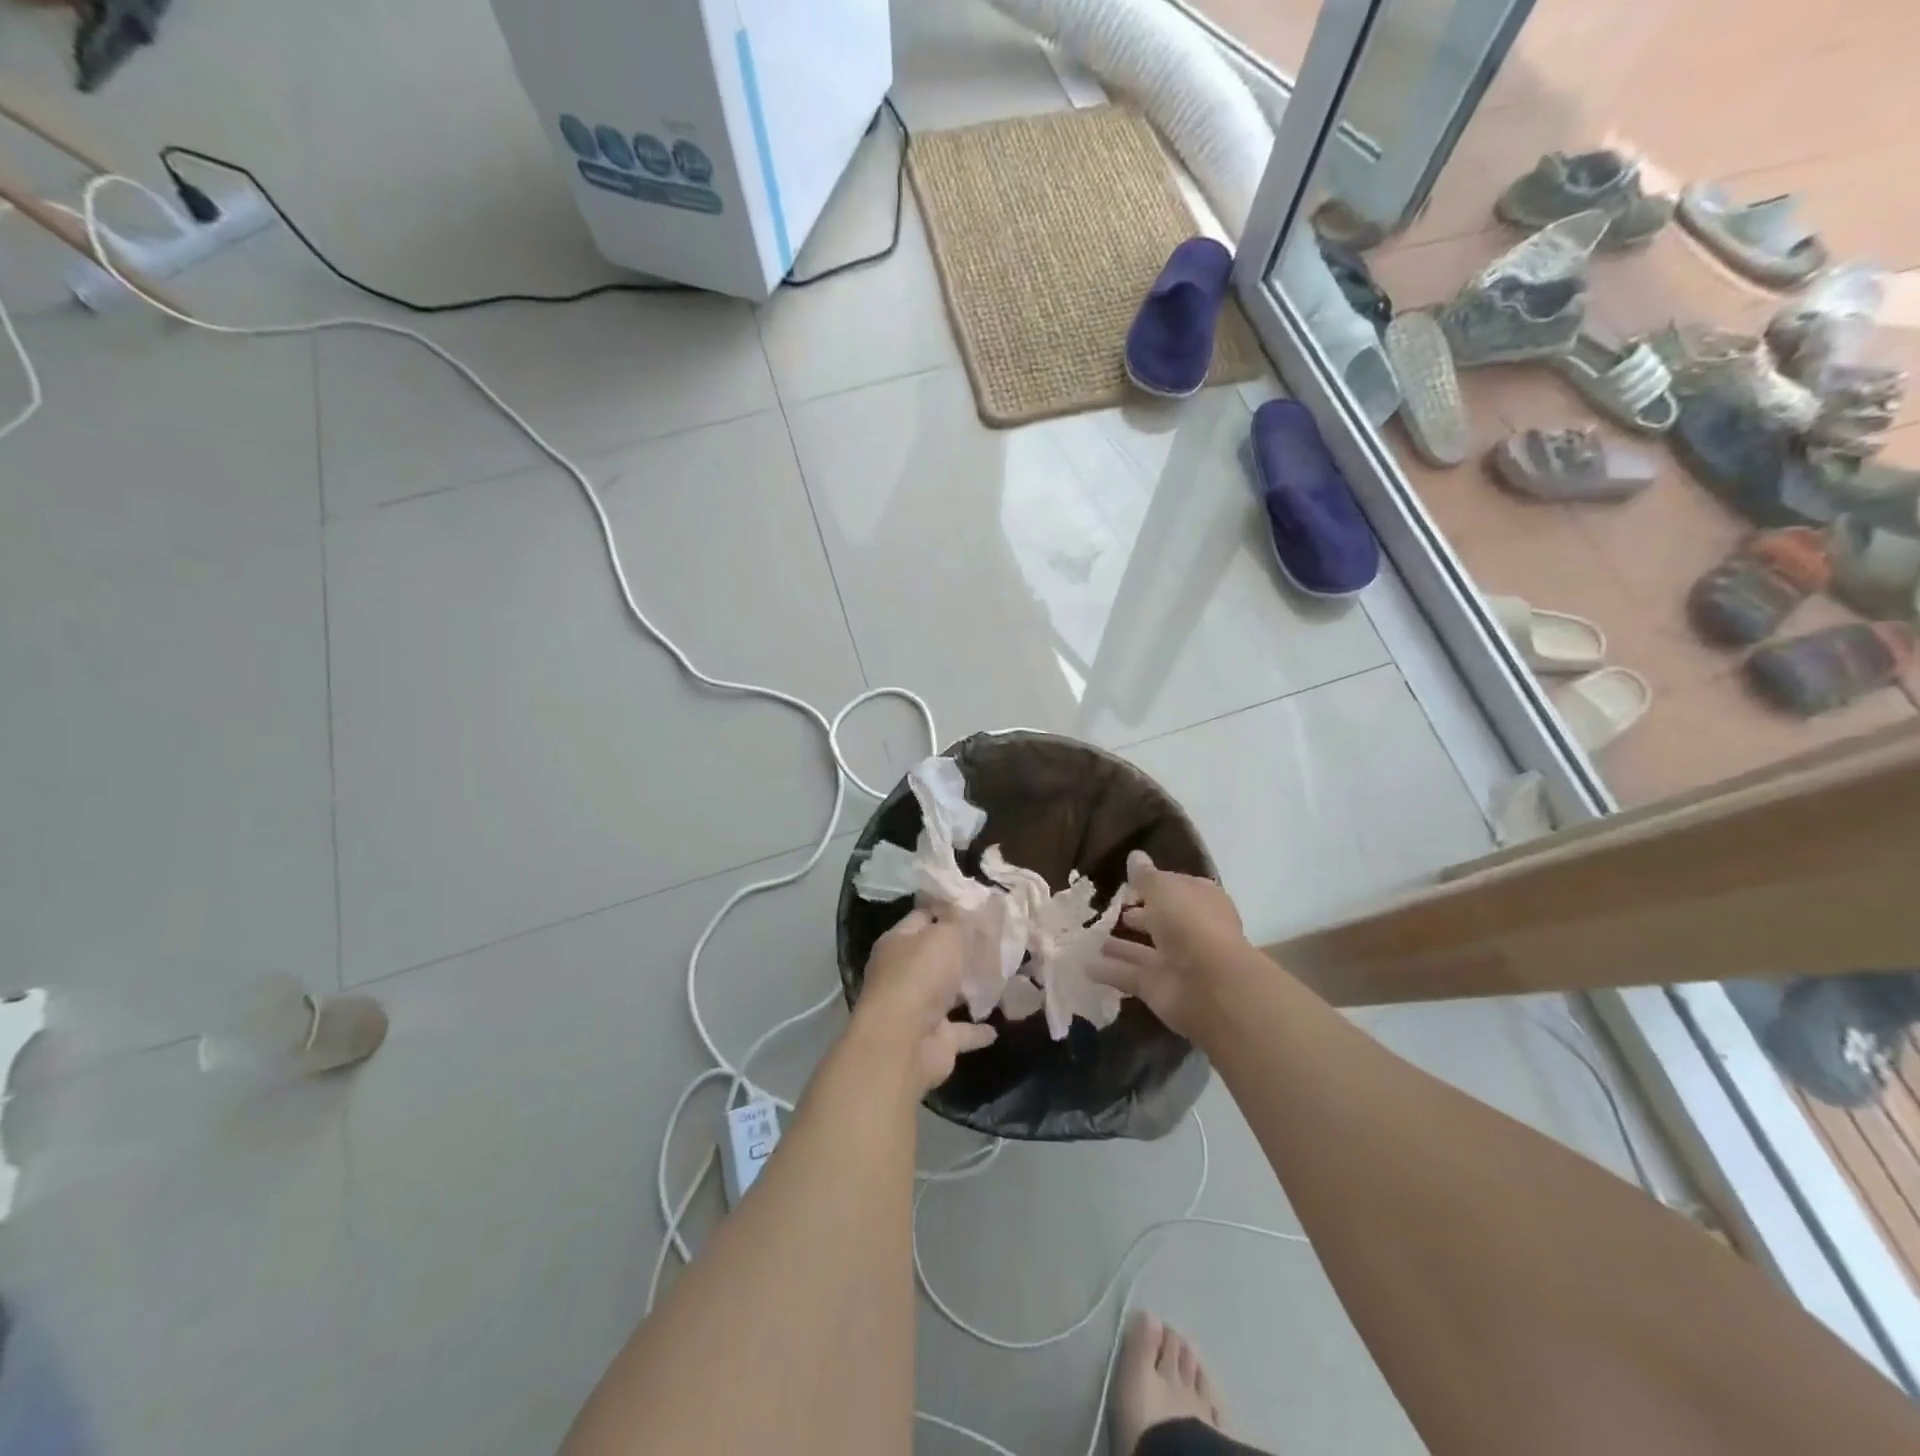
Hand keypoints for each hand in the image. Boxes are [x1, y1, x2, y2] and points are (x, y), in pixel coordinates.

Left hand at [854, 909, 997, 1095]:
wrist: (904, 1042)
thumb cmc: (921, 975)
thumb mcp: (945, 934)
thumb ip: (962, 921)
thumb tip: (974, 909)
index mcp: (898, 943)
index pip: (923, 917)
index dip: (948, 909)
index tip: (977, 905)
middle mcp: (904, 974)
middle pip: (937, 956)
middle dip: (963, 950)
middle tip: (997, 940)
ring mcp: (918, 1009)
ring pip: (948, 994)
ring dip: (970, 989)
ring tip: (1003, 977)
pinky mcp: (935, 1040)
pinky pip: (961, 1031)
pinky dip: (977, 1030)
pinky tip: (998, 1026)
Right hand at [1091, 851, 1250, 1038]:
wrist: (1209, 985)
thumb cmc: (1190, 923)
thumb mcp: (1163, 889)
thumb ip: (1145, 876)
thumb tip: (1135, 856)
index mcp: (1199, 901)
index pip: (1174, 888)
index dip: (1152, 885)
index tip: (1125, 884)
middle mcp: (1189, 930)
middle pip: (1159, 921)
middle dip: (1135, 916)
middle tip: (1105, 910)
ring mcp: (1175, 961)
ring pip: (1141, 950)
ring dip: (1117, 945)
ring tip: (1087, 936)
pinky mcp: (1158, 988)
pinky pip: (1129, 975)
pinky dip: (1109, 971)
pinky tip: (1083, 964)